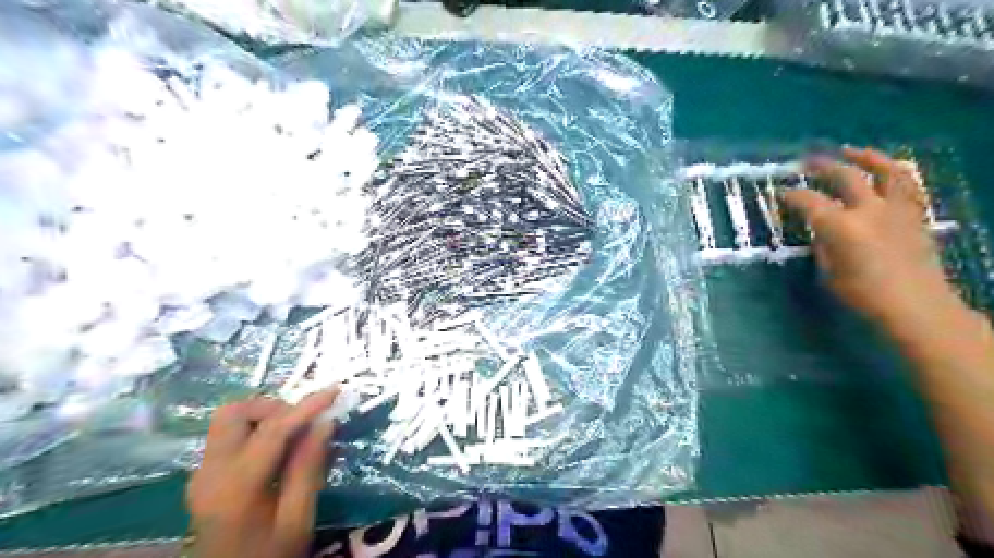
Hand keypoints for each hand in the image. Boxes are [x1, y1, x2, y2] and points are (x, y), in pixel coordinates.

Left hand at [188, 391, 340, 556]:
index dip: (307, 407)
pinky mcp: (205, 476)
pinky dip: (257, 429)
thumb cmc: (269, 555)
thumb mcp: (298, 519)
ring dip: (264, 416)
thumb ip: (309, 468)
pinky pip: (230, 436)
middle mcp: (211, 472)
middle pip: (234, 413)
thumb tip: (325, 423)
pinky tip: (280, 449)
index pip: (273, 430)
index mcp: (236, 486)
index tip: (335, 391)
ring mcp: (203, 473)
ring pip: (229, 420)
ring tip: (294, 434)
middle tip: (303, 422)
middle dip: (273, 406)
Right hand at [785, 146, 963, 326]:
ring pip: (885, 171)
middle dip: (823, 166)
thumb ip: (822, 244)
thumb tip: (820, 229)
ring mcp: (896, 209)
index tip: (780, 193)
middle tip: (807, 162)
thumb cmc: (863, 294)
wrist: (915, 305)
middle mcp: (869, 210)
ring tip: (851, 152)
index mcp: (841, 226)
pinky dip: (894, 173)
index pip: (809, 201)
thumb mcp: (828, 271)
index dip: (792, 195)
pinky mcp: (914, 215)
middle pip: (845, 177)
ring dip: (866, 157)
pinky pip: (907, 185)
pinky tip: (884, 173)